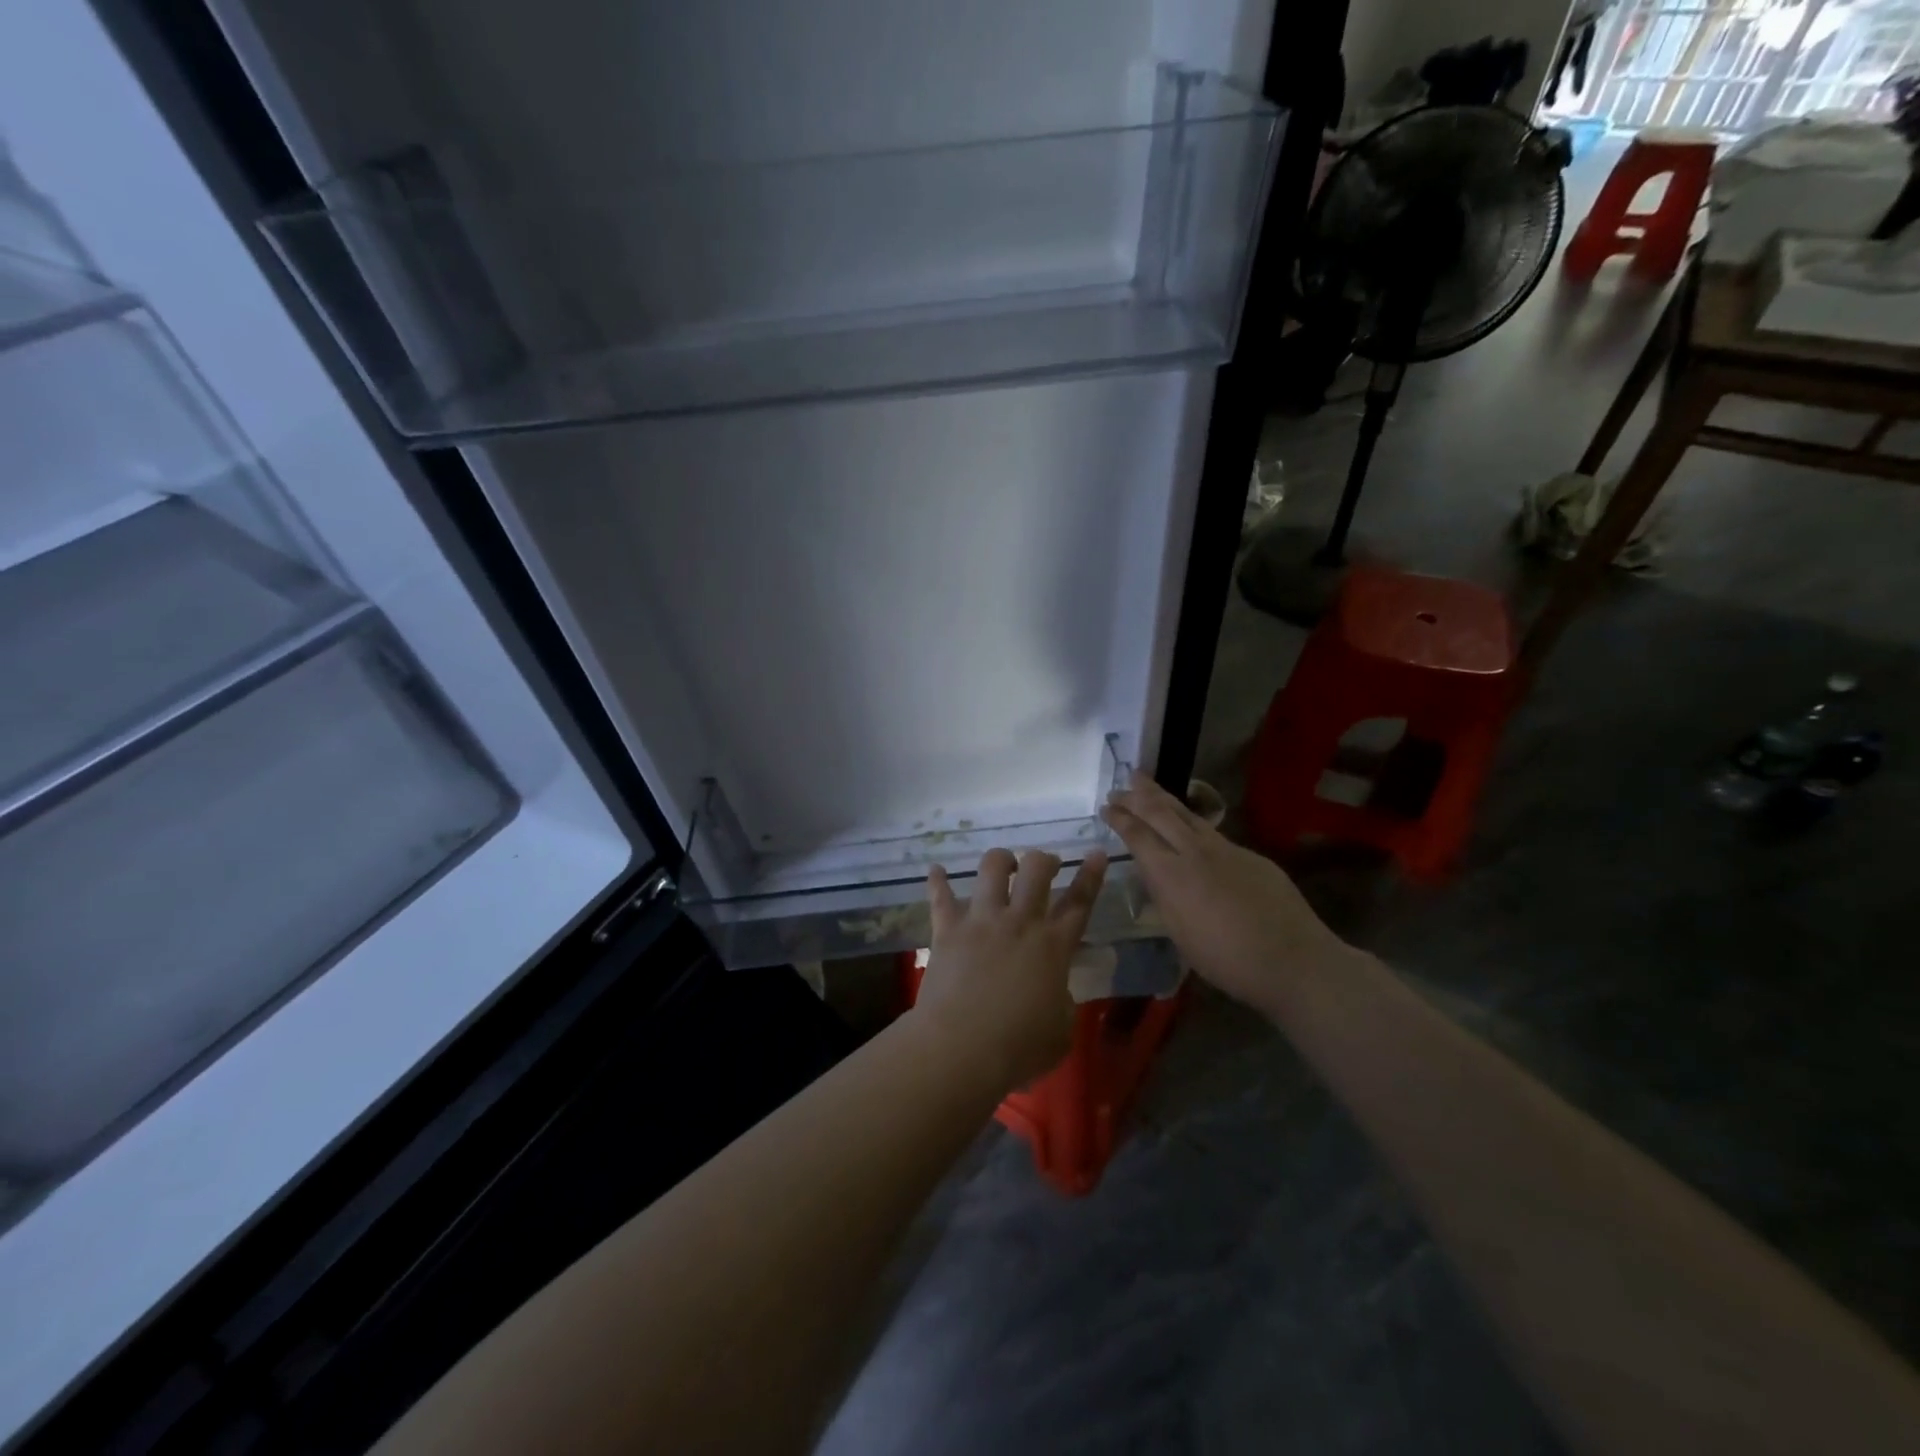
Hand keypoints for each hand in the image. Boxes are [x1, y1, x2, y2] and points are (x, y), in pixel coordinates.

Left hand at [915, 848, 1107, 1091]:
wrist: (962, 1047)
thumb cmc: (1018, 1047)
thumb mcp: (1061, 1031)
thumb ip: (1061, 1001)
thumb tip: (1053, 991)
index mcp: (1054, 946)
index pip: (1080, 902)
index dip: (1091, 875)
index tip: (1096, 853)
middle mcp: (1020, 922)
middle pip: (1037, 870)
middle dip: (1044, 860)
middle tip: (1046, 866)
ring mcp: (982, 920)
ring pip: (992, 868)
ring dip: (1002, 860)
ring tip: (1004, 865)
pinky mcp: (948, 929)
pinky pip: (940, 896)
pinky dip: (938, 881)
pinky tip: (936, 870)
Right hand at [1101, 774, 1353, 1013]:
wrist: (1293, 960)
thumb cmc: (1227, 959)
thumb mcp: (1180, 934)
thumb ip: (1164, 897)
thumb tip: (1154, 874)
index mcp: (1172, 874)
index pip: (1138, 836)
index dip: (1120, 819)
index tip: (1105, 807)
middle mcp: (1196, 852)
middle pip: (1160, 813)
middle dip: (1136, 797)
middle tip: (1119, 786)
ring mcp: (1226, 849)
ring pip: (1187, 814)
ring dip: (1162, 797)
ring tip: (1145, 783)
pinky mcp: (1250, 855)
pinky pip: (1211, 830)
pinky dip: (1190, 819)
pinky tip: (1187, 823)